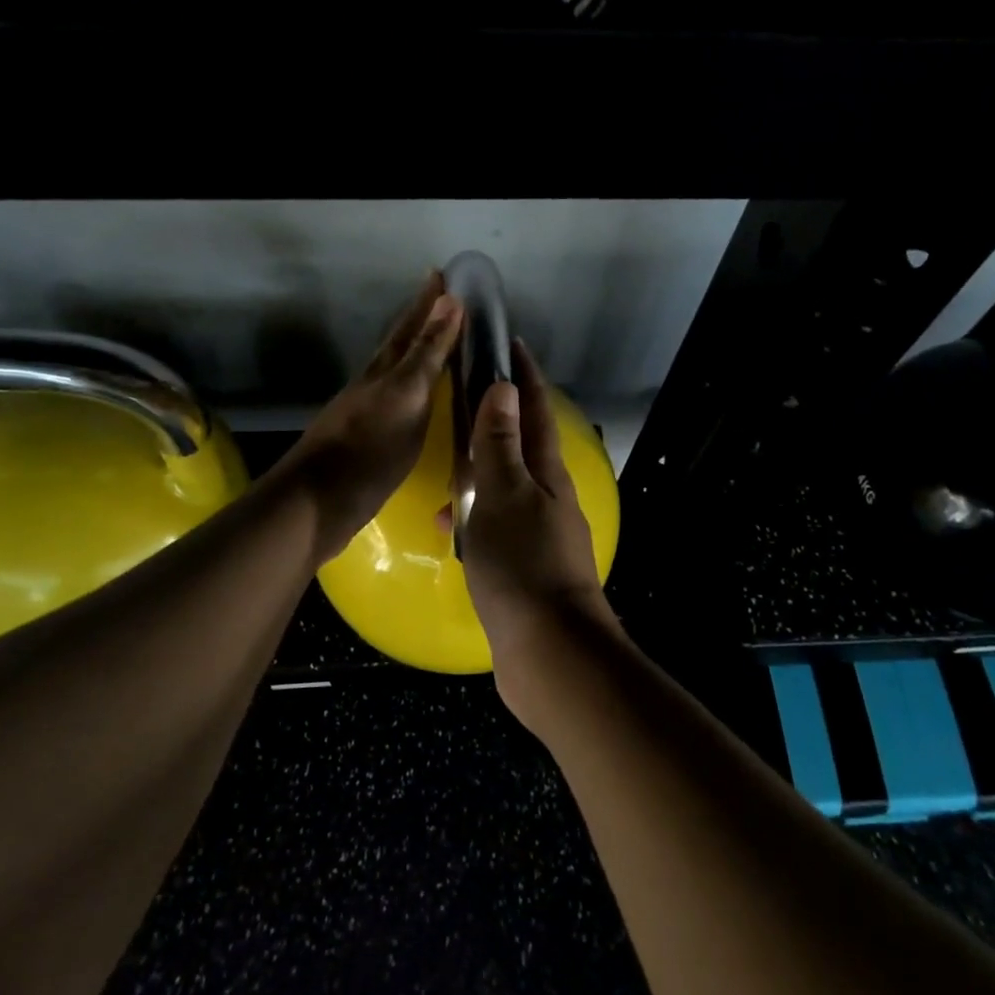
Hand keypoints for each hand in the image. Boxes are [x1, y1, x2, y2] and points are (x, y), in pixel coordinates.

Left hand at [270, 271, 462, 563]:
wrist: (319, 501)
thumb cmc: (370, 448)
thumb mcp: (406, 396)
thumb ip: (427, 352)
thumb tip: (449, 300)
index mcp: (385, 369)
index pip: (411, 325)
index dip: (428, 301)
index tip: (442, 273)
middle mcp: (374, 383)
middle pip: (400, 343)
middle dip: (421, 320)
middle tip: (443, 298)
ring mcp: (368, 411)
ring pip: (397, 370)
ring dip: (418, 353)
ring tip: (437, 342)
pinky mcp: (368, 439)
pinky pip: (399, 400)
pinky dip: (414, 389)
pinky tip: (421, 399)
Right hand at [461, 339, 613, 689]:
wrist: (549, 651)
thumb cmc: (522, 564)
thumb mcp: (504, 495)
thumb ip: (500, 443)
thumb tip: (504, 387)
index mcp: (547, 473)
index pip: (535, 410)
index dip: (524, 375)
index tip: (509, 343)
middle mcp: (549, 497)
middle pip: (522, 444)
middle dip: (498, 417)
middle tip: (465, 398)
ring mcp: (540, 533)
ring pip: (505, 486)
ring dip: (479, 471)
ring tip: (445, 467)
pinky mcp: (527, 566)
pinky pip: (496, 525)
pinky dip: (474, 517)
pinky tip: (448, 529)